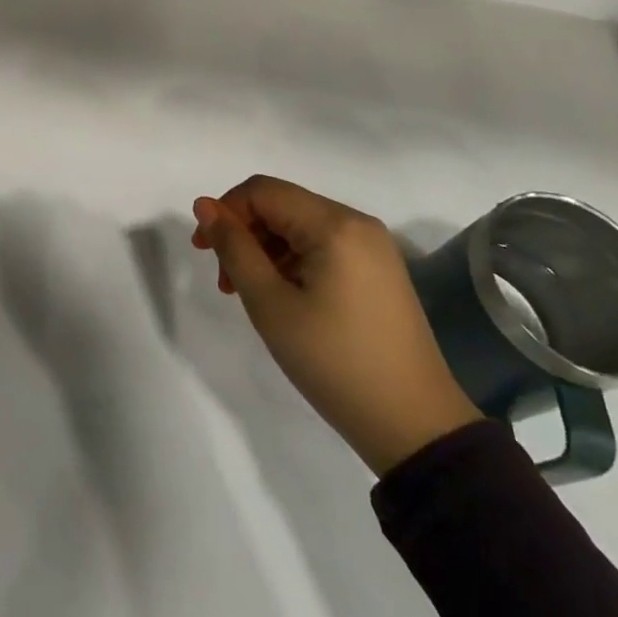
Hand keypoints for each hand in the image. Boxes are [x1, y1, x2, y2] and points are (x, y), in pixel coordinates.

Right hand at [192, 176, 481, 475]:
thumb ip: (234, 248)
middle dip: (244, 234)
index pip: (262, 191)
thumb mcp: (270, 305)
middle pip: (282, 205)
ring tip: (250, 295)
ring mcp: (373, 246)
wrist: (414, 425)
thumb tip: (204, 205)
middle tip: (225, 283)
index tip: (203, 252)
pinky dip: (293, 261)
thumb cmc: (334, 362)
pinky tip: (284, 298)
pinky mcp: (379, 269)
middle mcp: (357, 222)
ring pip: (300, 226)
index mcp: (334, 224)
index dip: (225, 212)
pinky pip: (323, 246)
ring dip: (266, 249)